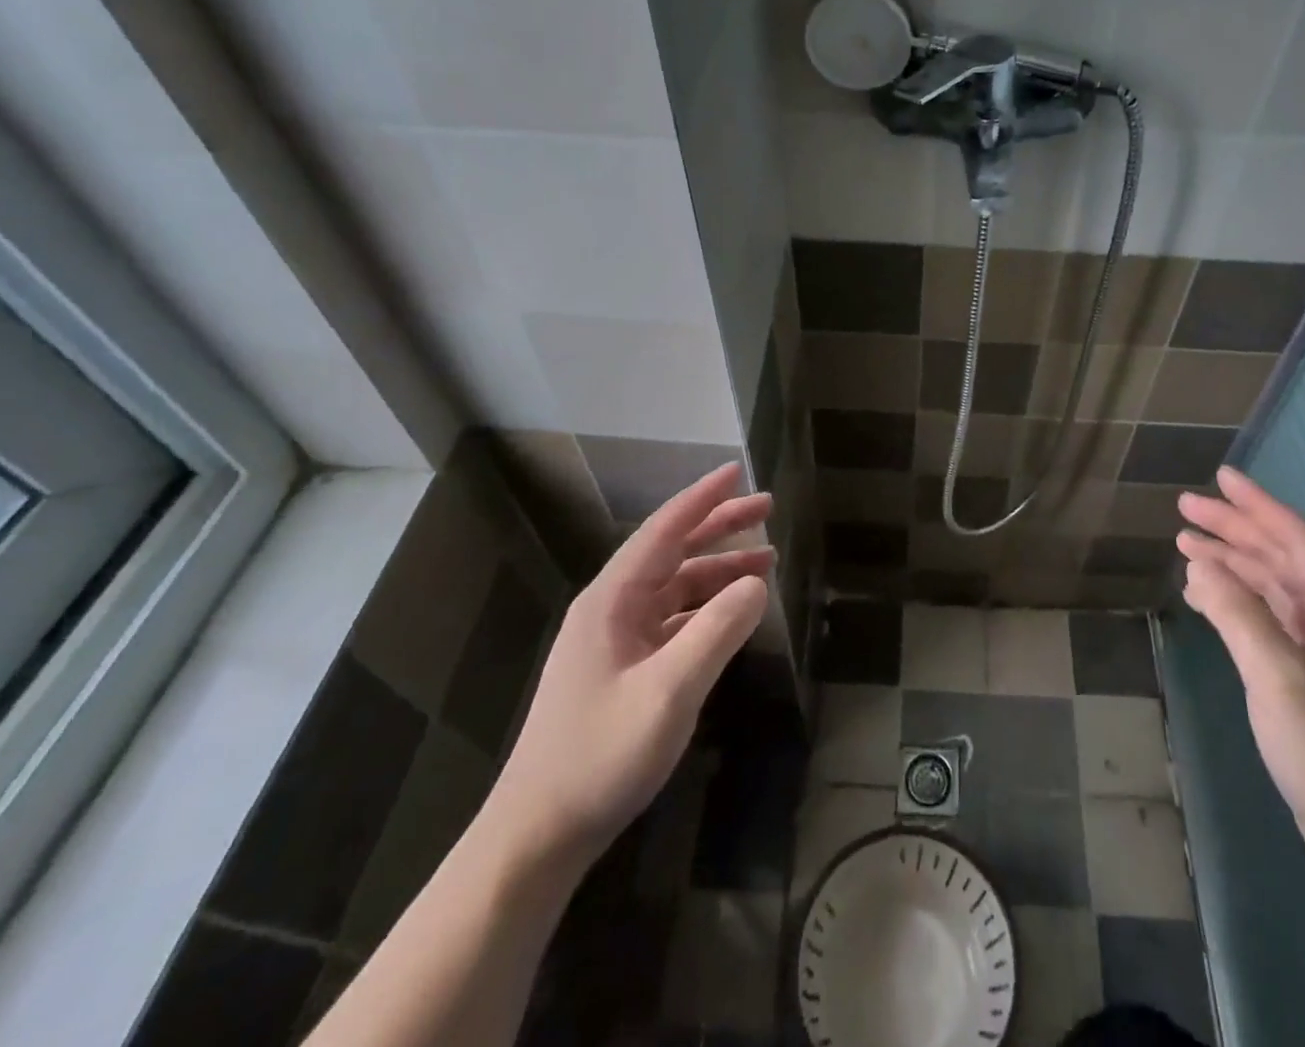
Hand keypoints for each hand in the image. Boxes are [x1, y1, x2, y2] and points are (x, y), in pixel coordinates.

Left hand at [486, 463, 772, 866]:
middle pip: (673, 550)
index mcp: (613, 599)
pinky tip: (734, 611)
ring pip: (676, 586)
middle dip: (719, 526)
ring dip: (719, 569)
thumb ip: (717, 631)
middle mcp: (613, 608)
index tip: (737, 470)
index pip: (665, 530)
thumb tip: (757, 584)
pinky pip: (674, 619)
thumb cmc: (600, 755)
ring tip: (765, 558)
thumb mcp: (669, 692)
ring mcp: (616, 639)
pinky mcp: (623, 668)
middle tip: (767, 506)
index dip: (703, 498)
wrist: (537, 833)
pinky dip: (707, 606)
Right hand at [1178, 467, 1304, 882]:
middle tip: (1185, 508)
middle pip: (1279, 556)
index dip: (1257, 504)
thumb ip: (1239, 616)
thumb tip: (1200, 565)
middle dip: (1233, 529)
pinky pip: (1264, 616)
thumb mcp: (1280, 680)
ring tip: (1185, 543)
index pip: (1296, 539)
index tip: (1220, 477)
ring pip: (1269, 585)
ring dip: (1229, 562)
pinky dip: (1232, 598)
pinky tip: (1202, 593)